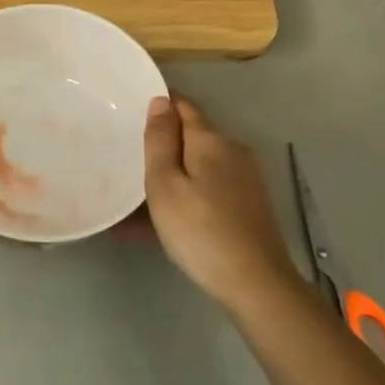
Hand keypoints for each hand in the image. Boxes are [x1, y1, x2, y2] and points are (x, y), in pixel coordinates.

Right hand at [143, 95, 299, 307]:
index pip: (183, 107)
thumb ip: (160, 141)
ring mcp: (245, 180)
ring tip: (136, 201)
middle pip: (192, 138)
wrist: (256, 283)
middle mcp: (233, 152)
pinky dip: (186, 198)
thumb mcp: (165, 185)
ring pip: (199, 168)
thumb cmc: (200, 230)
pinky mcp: (250, 206)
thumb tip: (161, 100)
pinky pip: (209, 191)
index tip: (132, 110)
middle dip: (163, 146)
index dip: (160, 104)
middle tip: (128, 158)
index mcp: (211, 140)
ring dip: (171, 178)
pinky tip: (162, 224)